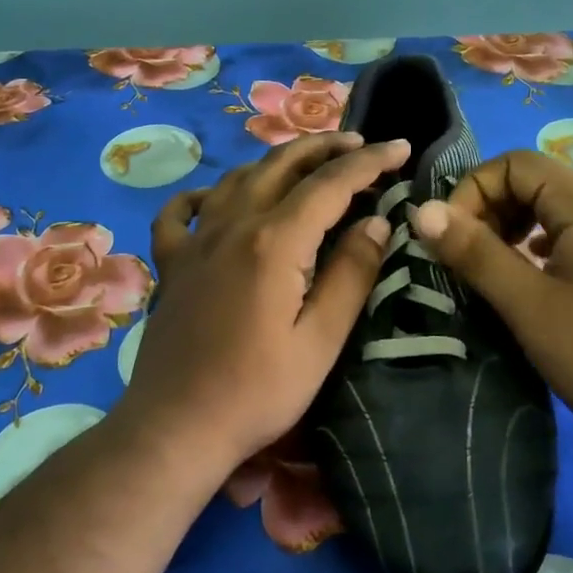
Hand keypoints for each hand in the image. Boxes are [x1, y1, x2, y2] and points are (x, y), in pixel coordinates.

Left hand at [124, 131, 411, 475]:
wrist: (175, 427)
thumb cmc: (257, 392)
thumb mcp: (321, 341)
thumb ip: (351, 275)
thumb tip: (376, 223)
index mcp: (275, 241)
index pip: (331, 184)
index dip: (369, 161)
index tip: (400, 147)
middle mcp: (233, 224)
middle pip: (282, 165)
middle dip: (325, 148)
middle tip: (360, 144)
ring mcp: (196, 240)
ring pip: (238, 178)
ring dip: (276, 162)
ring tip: (306, 163)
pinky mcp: (172, 263)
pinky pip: (181, 212)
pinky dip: (202, 194)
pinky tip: (214, 197)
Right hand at [408, 149, 572, 443]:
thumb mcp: (528, 304)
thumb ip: (474, 252)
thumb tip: (421, 210)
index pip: (516, 163)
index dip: (474, 190)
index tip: (452, 238)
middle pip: (535, 182)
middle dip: (490, 209)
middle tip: (468, 258)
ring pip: (553, 211)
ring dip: (512, 229)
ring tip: (494, 271)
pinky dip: (539, 248)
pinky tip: (532, 283)